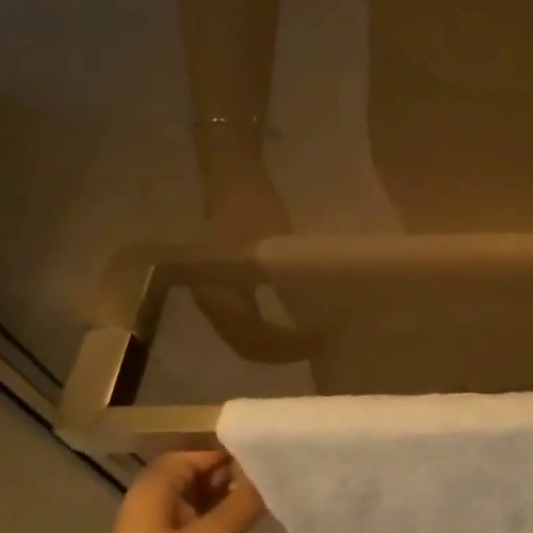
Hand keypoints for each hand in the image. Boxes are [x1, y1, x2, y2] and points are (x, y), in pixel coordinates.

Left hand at [27, 451, 264, 532]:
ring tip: (267, 506)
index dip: (238, 455)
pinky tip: (245, 532)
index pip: (206, 451)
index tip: (273, 465)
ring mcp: (156, 527)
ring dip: (230, 502)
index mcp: (157, 484)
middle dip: (237, 478)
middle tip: (274, 487)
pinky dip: (220, 523)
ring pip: (203, 499)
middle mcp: (154, 498)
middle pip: (204, 472)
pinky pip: (197, 523)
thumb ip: (244, 503)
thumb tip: (270, 476)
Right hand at [193, 145, 312, 363]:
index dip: (286, 347)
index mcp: (218, 294)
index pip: (252, 338)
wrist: (233, 181)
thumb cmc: (253, 209)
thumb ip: (290, 279)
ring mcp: (216, 297)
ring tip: (312, 336)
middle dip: (282, 351)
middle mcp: (212, 303)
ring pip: (245, 335)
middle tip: (320, 344)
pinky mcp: (225, 288)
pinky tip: (296, 322)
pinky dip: (271, 329)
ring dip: (276, 343)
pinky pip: (247, 321)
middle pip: (246, 345)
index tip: (319, 339)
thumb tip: (318, 313)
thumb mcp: (274, 246)